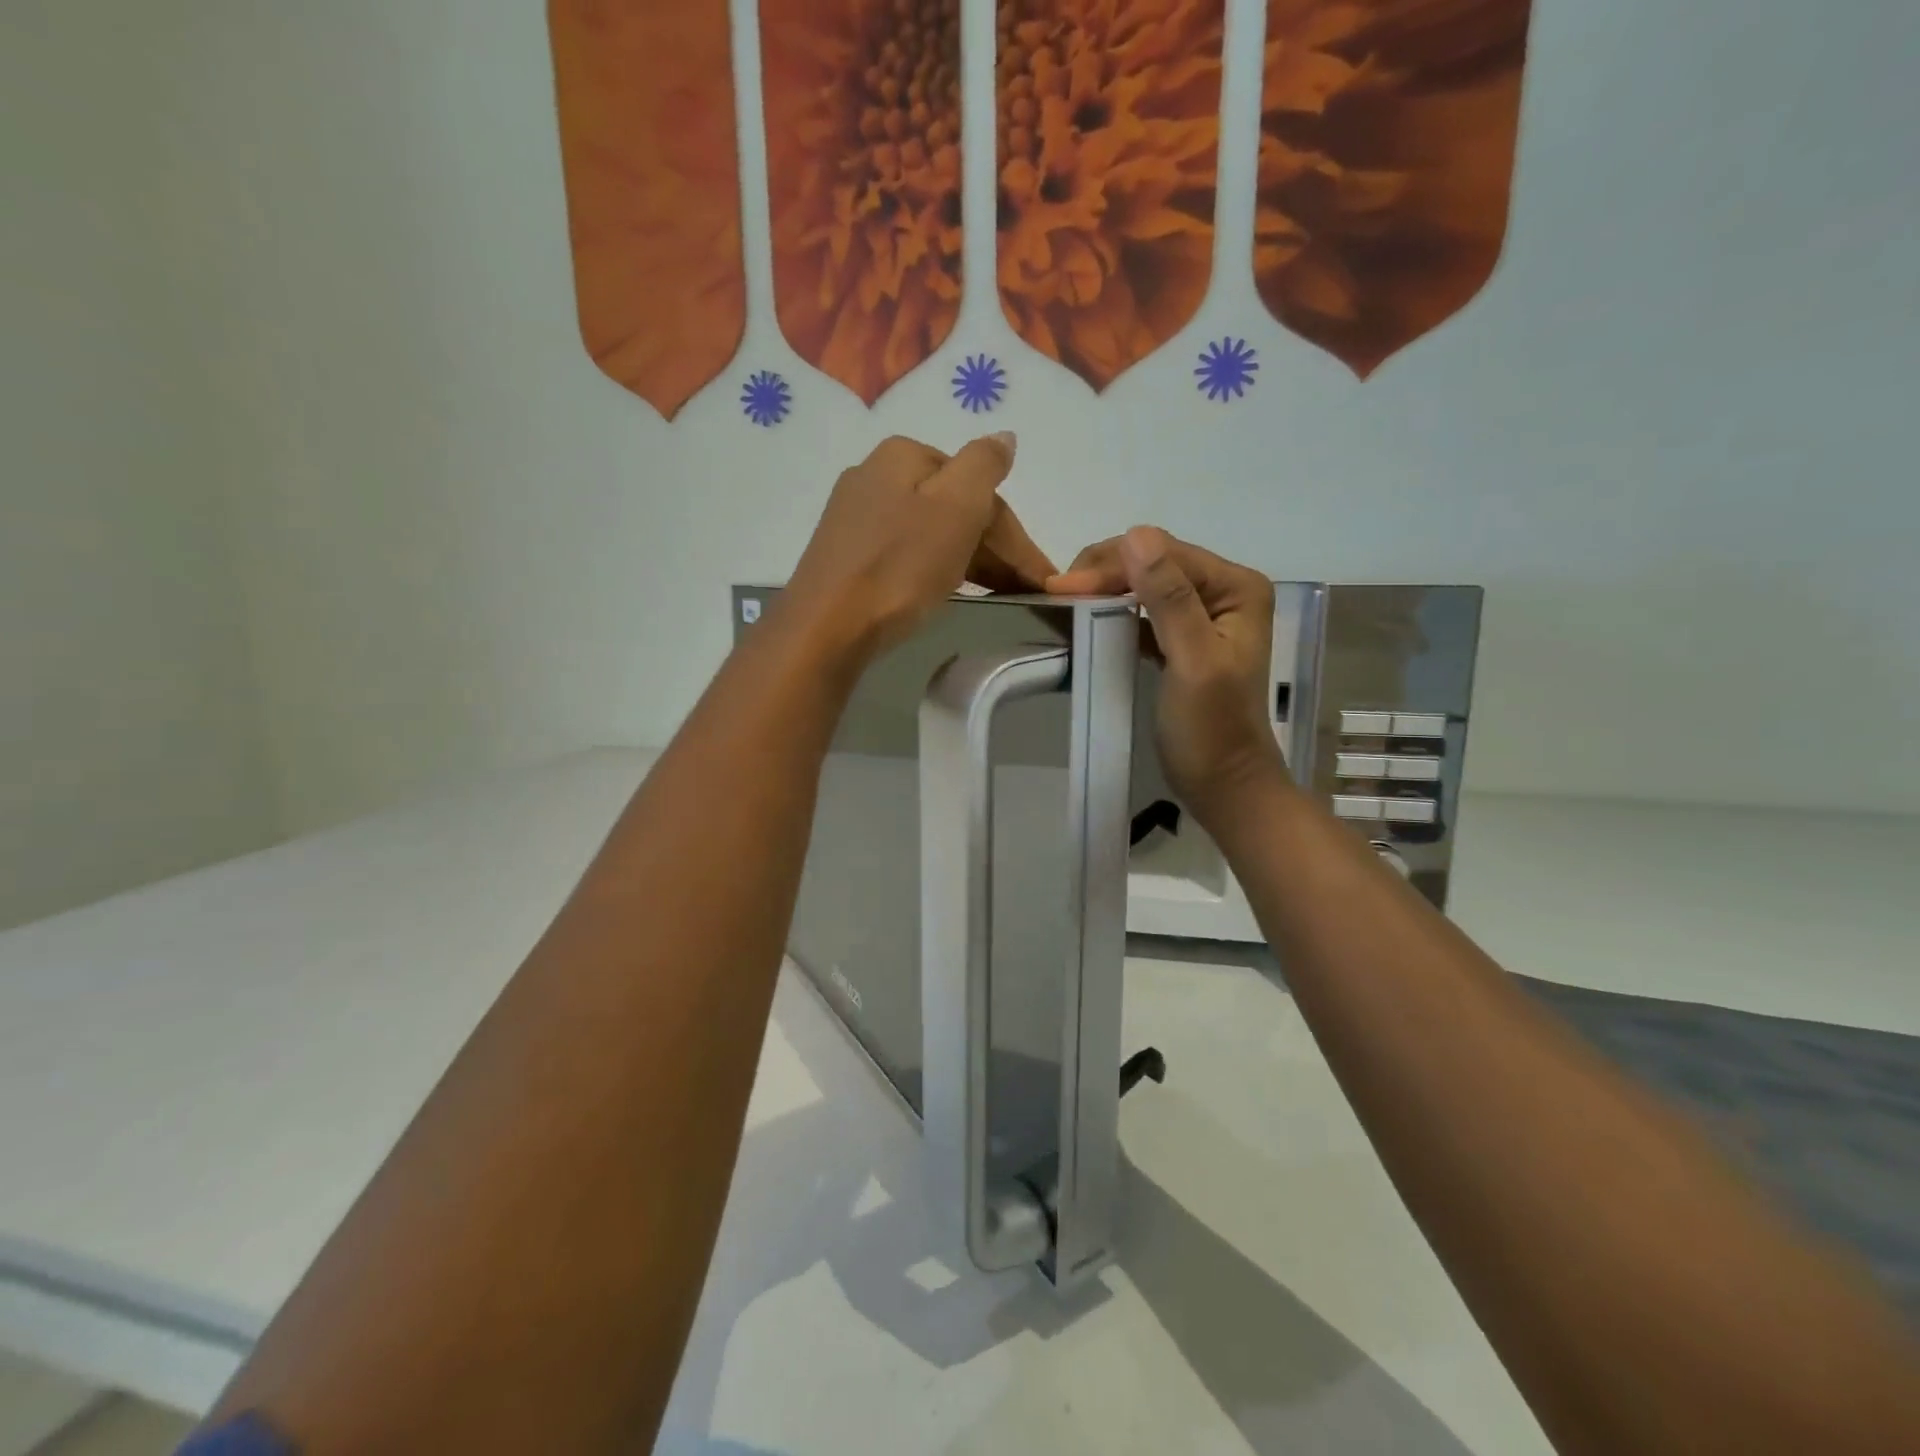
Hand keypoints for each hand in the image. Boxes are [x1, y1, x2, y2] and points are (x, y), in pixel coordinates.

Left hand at [783, 433, 1053, 660]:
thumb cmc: (898, 566)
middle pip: (954, 509)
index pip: (980, 489)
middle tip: (1026, 591)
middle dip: (995, 549)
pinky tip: (949, 590)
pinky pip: (906, 553)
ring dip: (970, 560)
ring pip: (931, 532)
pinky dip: (937, 569)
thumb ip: (985, 464)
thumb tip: (1004, 438)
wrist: (826, 626)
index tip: (1042, 579)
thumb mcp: (955, 507)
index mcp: (904, 455)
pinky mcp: (846, 555)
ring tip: (999, 596)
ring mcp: (856, 516)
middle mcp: (875, 475)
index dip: (1016, 537)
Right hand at [1049, 527, 1283, 824]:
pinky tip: (1090, 617)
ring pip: (1145, 585)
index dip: (1113, 565)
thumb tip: (1136, 535)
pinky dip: (1115, 612)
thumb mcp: (1193, 661)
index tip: (1062, 587)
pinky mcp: (1183, 639)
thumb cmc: (1212, 729)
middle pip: (1155, 563)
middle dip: (1105, 572)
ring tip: (1066, 601)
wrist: (1224, 785)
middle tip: (1057, 593)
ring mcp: (1205, 615)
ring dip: (1106, 589)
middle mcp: (1225, 591)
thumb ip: (1169, 599)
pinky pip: (1144, 612)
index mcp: (1237, 588)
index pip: (1166, 555)